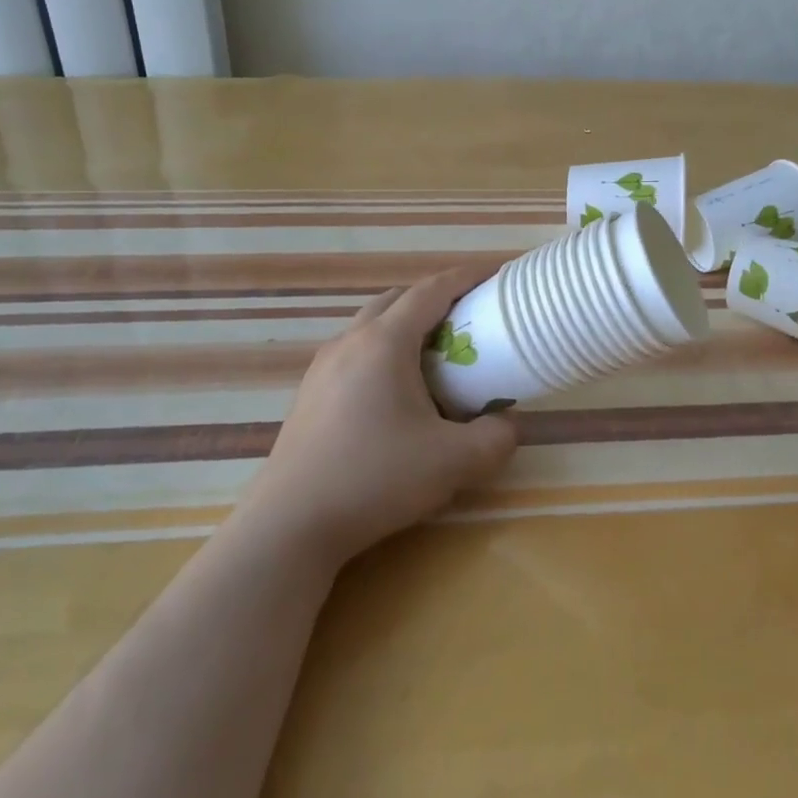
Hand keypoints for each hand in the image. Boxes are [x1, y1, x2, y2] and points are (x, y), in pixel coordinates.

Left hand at [240, 270, 519, 565]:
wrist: (291, 524)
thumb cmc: (375, 478)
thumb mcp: (452, 462)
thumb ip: (495, 439)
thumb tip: (507, 425)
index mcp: (385, 342)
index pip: (431, 290)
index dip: (465, 276)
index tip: (495, 273)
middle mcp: (350, 341)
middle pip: (398, 299)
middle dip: (436, 298)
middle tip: (469, 318)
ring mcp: (323, 366)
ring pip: (371, 324)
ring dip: (406, 325)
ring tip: (435, 355)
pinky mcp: (309, 393)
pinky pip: (354, 351)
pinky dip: (383, 351)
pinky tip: (395, 392)